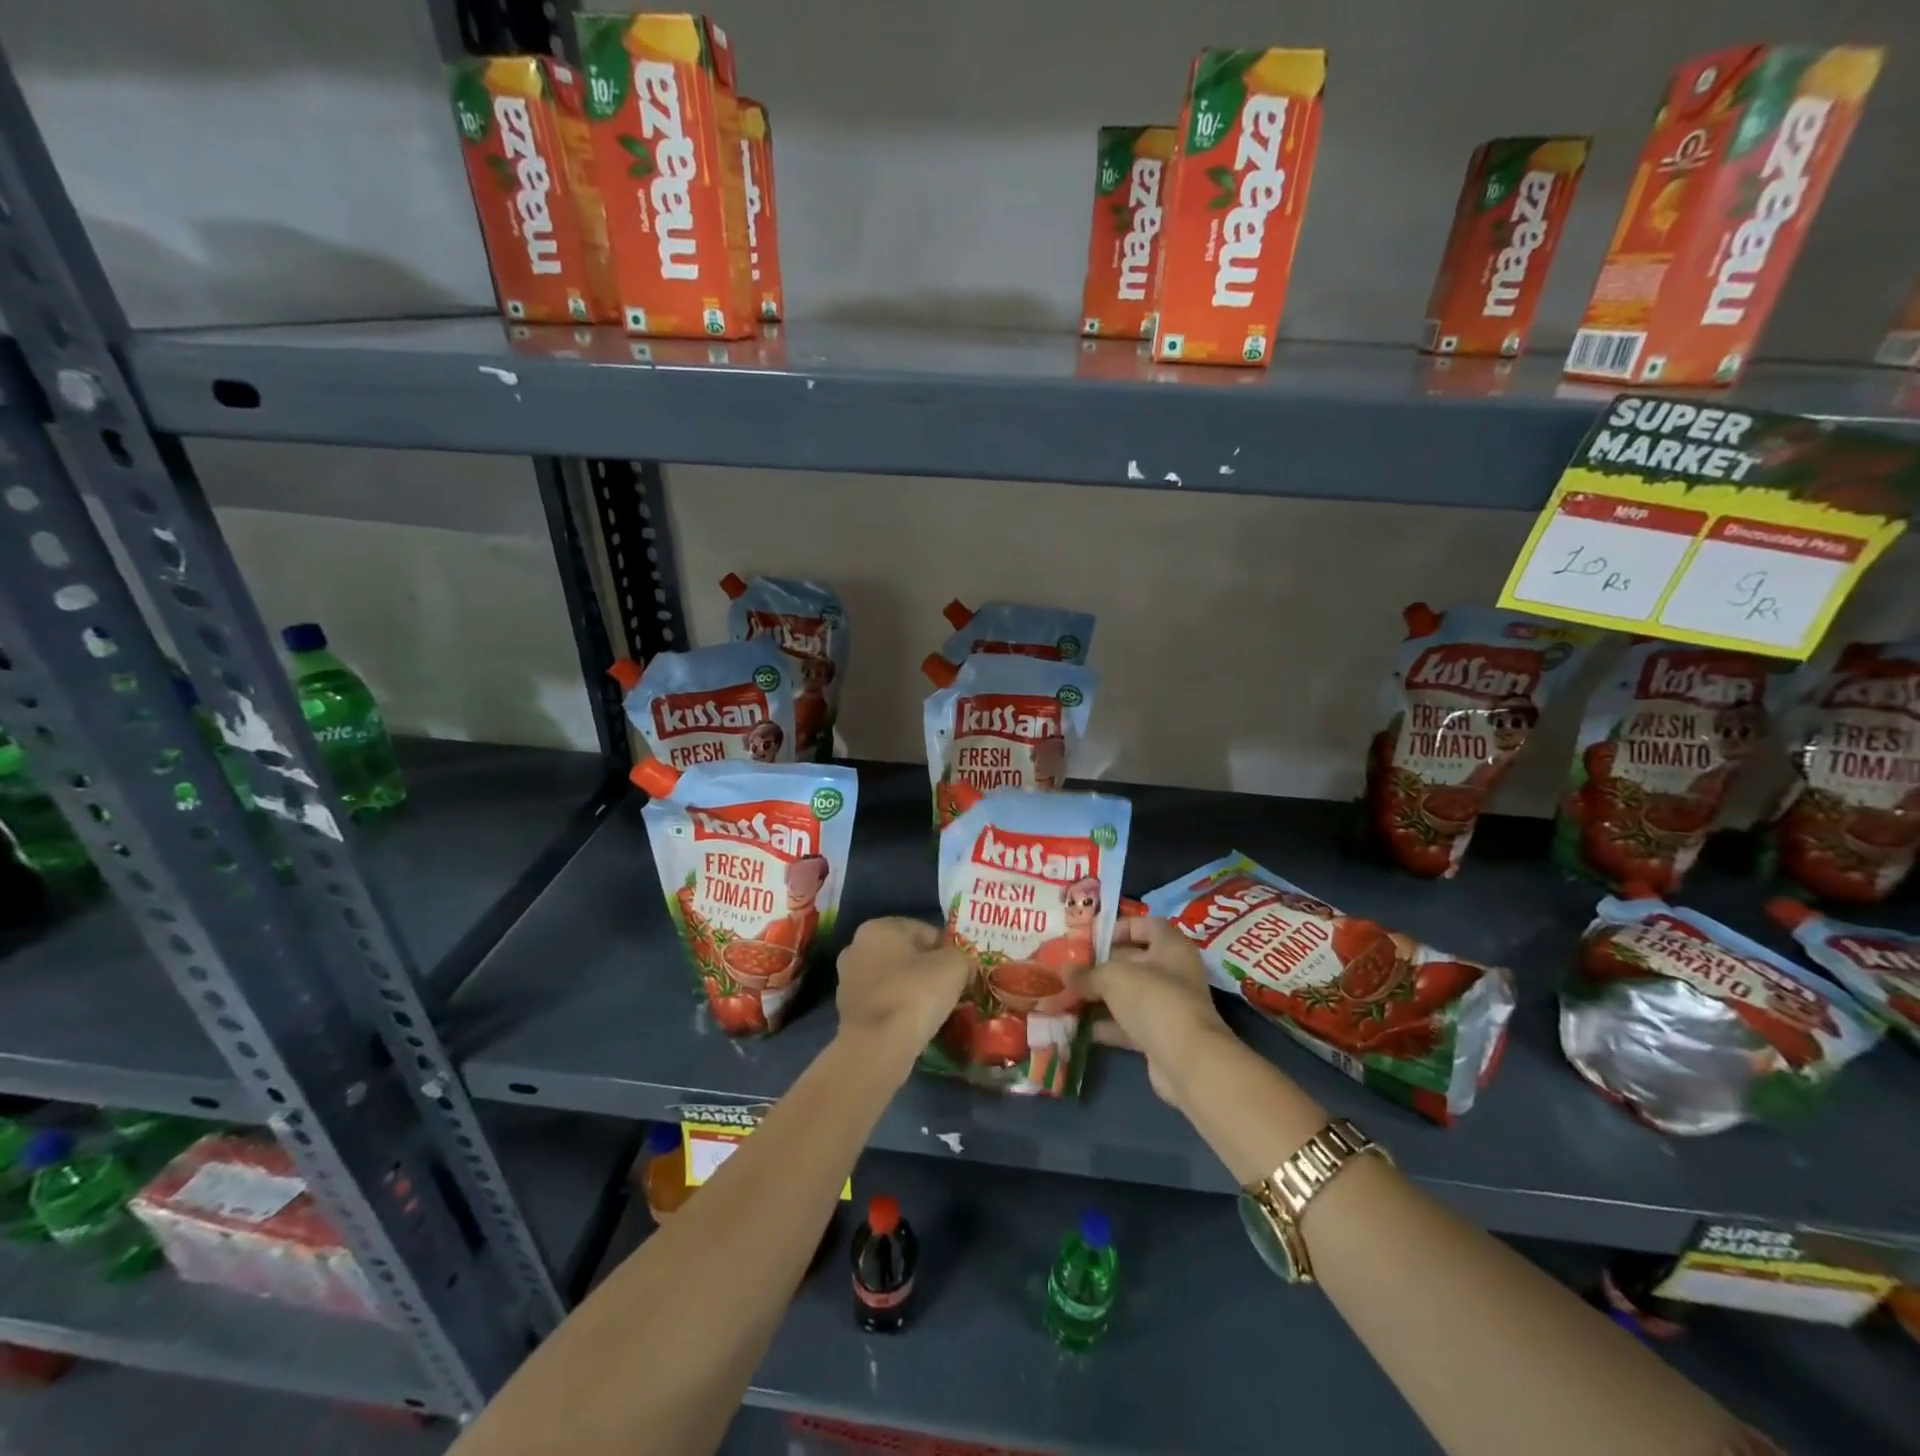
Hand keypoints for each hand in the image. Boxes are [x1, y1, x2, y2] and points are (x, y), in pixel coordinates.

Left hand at [835, 917, 970, 1058]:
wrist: (876, 1047)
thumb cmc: (915, 994)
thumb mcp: (954, 966)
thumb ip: (962, 956)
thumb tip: (962, 963)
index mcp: (879, 927)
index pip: (925, 930)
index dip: (948, 950)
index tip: (962, 972)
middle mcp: (857, 946)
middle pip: (906, 954)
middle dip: (927, 970)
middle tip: (951, 990)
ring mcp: (848, 979)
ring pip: (893, 979)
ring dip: (912, 990)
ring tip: (934, 1011)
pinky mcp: (846, 1010)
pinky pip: (883, 1002)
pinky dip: (898, 1010)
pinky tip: (913, 1025)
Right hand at [1076, 916, 1233, 1104]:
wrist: (1187, 1060)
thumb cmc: (1153, 999)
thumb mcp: (1113, 977)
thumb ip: (1087, 973)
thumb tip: (1063, 970)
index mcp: (1171, 947)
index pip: (1148, 925)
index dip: (1122, 926)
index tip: (1094, 936)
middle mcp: (1174, 973)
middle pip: (1135, 961)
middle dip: (1103, 965)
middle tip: (1072, 967)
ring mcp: (1168, 1007)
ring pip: (1130, 995)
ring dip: (1101, 997)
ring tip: (1068, 995)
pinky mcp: (1161, 1037)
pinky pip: (1129, 1025)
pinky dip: (1107, 1025)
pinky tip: (1080, 1026)